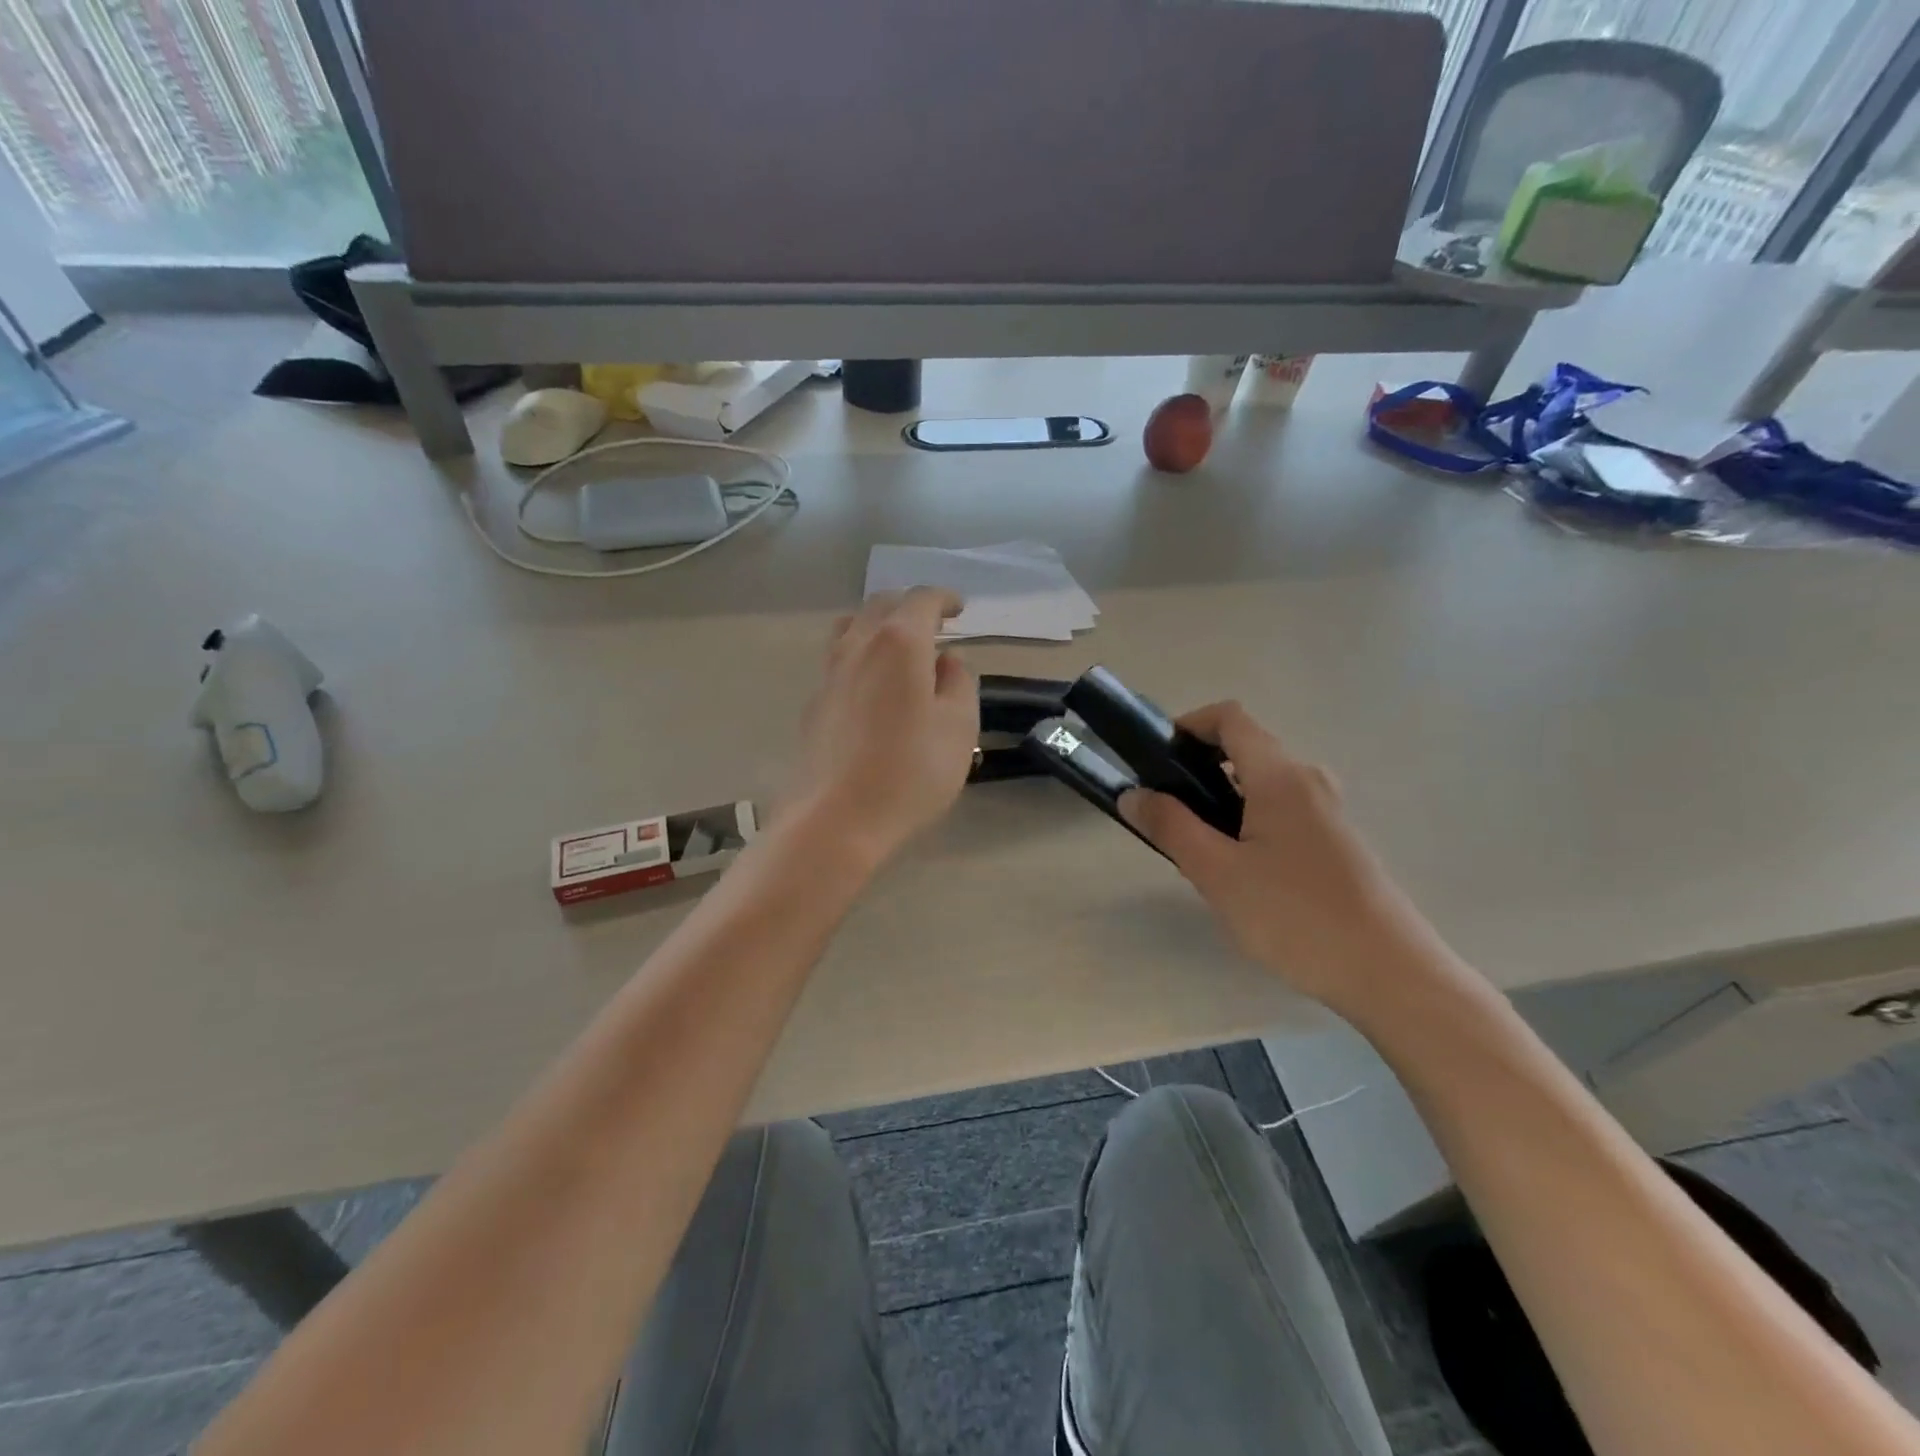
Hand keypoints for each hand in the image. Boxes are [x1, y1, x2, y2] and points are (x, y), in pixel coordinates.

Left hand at [788, 589, 978, 866]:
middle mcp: (858, 646)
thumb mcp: (959, 727)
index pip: (921, 601)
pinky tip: (873, 684)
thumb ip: (959, 683)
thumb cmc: (910, 772)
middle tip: (934, 624)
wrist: (835, 819)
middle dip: (910, 606)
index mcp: (899, 643)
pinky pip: (839, 659)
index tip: (960, 608)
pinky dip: (861, 653)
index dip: (943, 599)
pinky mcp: (814, 703)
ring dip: (878, 624)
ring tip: (899, 646)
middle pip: (881, 605)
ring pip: (851, 627)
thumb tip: (945, 661)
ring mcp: (829, 674)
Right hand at [1120, 702, 1448, 1013]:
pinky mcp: (1337, 842)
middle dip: (1199, 771)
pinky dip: (1249, 822)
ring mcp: (1328, 812)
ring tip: (1200, 853)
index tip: (1156, 760)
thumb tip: (1132, 794)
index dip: (1189, 725)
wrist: (1389, 974)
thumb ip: (1171, 827)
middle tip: (1170, 817)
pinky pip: (1281, 812)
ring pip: (1262, 786)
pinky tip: (1240, 875)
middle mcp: (1309, 781)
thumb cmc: (1295, 916)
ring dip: (1222, 802)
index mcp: (1280, 776)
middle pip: (1245, 750)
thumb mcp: (1217, 872)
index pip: (1230, 717)